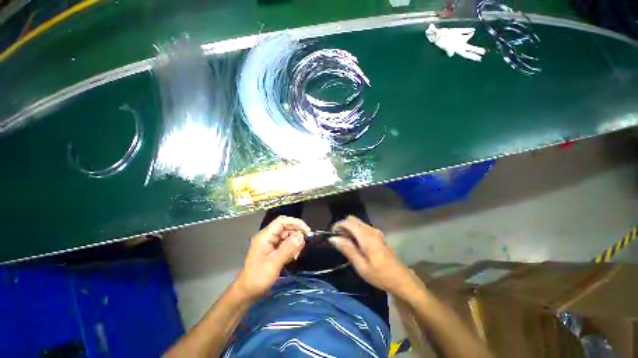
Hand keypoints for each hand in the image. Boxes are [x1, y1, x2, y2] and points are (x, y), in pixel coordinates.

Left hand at [236, 216, 309, 300]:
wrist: (247, 292)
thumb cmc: (258, 278)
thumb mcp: (274, 263)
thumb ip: (288, 248)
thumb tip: (301, 236)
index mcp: (265, 236)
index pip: (282, 221)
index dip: (295, 222)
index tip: (307, 231)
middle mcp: (267, 236)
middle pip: (285, 227)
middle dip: (296, 233)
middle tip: (305, 243)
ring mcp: (269, 243)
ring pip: (286, 235)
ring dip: (295, 241)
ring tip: (297, 253)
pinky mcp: (272, 249)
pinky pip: (285, 243)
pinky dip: (291, 247)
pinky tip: (293, 256)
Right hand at [329, 216, 415, 296]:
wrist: (402, 280)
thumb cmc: (380, 275)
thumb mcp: (361, 266)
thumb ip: (347, 249)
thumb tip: (333, 238)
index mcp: (366, 236)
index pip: (348, 222)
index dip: (338, 225)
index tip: (331, 235)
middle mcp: (371, 230)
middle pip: (353, 219)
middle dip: (343, 226)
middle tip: (337, 239)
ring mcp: (376, 231)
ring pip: (358, 222)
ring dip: (349, 228)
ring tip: (345, 242)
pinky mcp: (378, 235)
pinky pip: (363, 227)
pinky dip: (355, 231)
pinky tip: (355, 243)